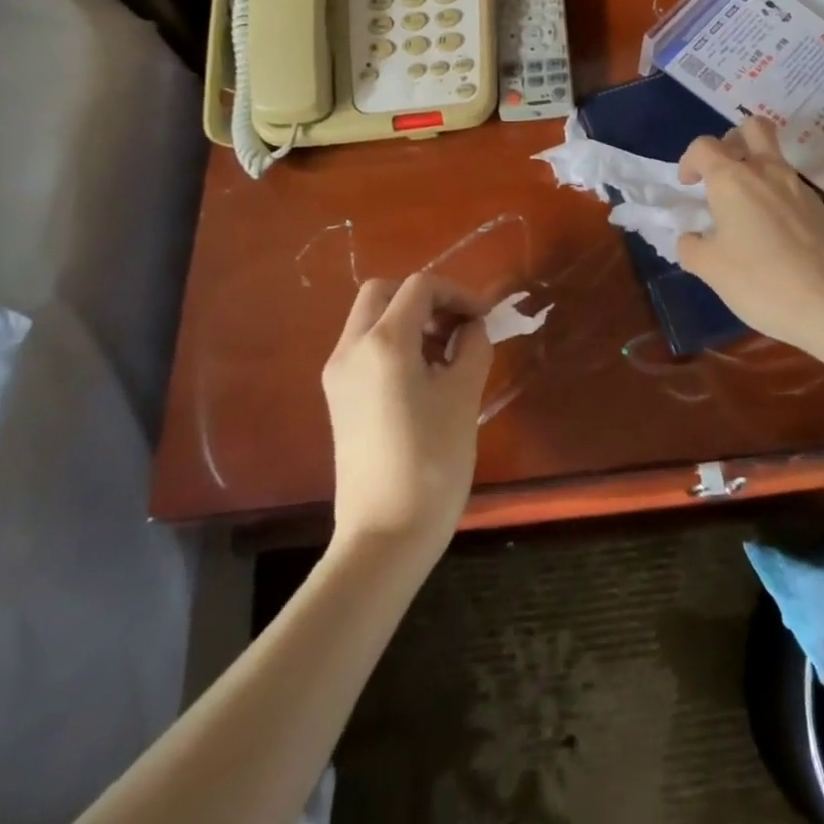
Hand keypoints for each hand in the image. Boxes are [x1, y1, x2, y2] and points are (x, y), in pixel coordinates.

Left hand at [321, 274, 492, 556]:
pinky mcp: (338, 398)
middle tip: (458, 326)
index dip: (458, 293)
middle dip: (425, 299)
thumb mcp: (463, 396)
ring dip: (409, 320)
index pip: (420, 287)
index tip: (485, 317)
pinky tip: (425, 376)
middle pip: (383, 292)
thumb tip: (472, 328)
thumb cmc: (431, 462)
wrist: (384, 535)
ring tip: (447, 354)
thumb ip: (473, 347)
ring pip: (370, 319)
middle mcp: (351, 349)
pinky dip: (395, 344)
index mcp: (383, 342)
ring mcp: (338, 374)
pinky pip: (365, 349)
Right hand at [676, 118, 823, 351]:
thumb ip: (692, 247)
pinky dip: (780, 202)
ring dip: (758, 172)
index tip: (689, 186)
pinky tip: (778, 239)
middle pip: (753, 127)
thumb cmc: (759, 280)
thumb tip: (691, 239)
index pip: (704, 146)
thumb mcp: (710, 269)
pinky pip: (794, 192)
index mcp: (733, 180)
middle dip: (734, 140)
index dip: (690, 160)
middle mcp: (768, 172)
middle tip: (725, 171)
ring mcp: (801, 188)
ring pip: (776, 160)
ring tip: (748, 213)